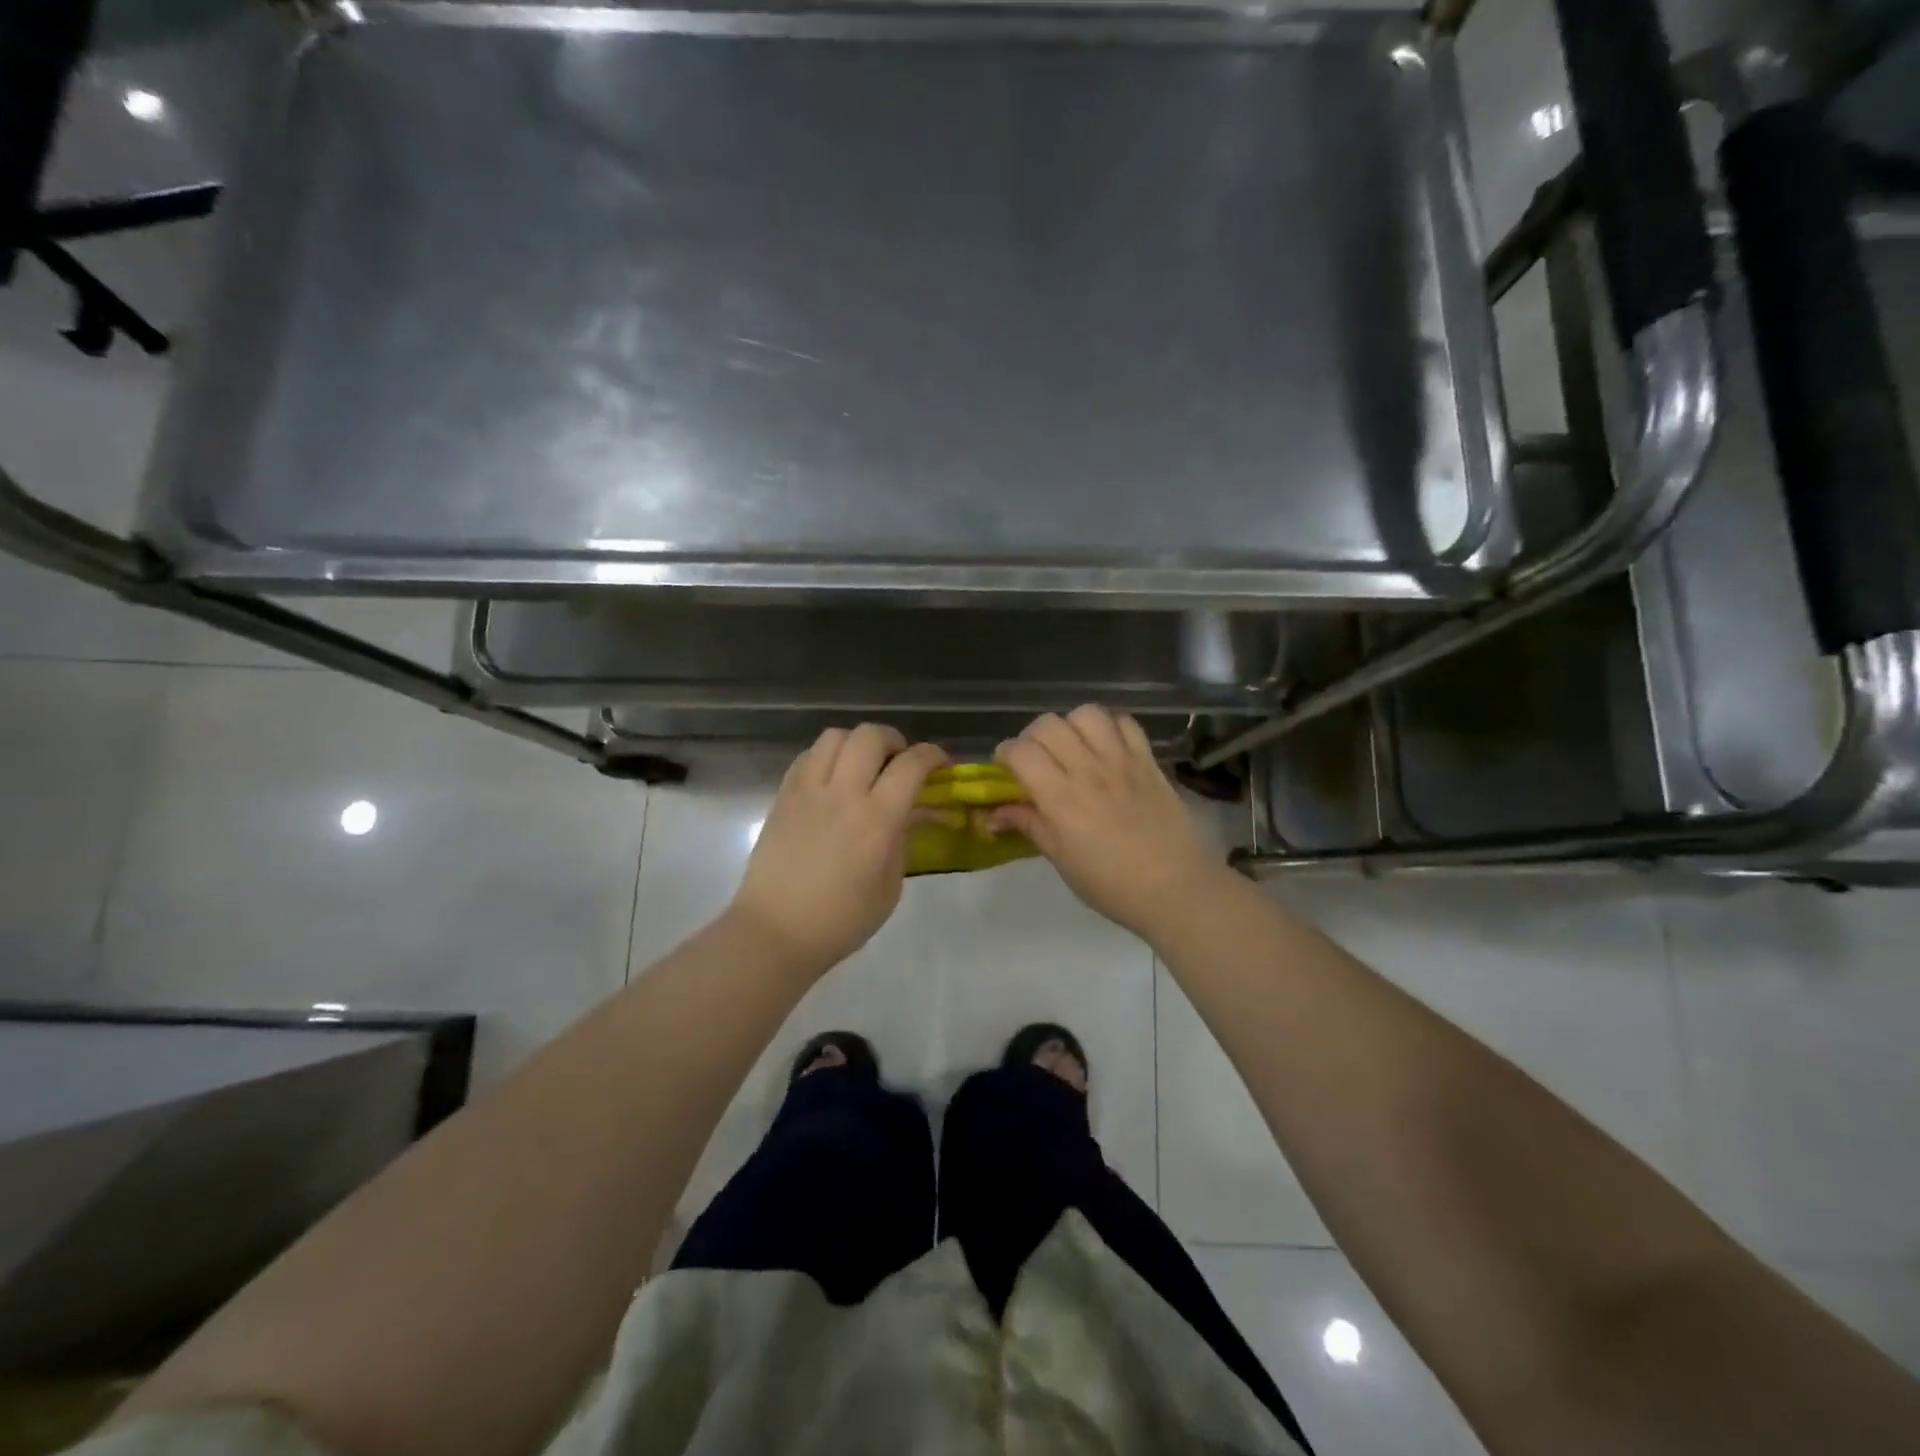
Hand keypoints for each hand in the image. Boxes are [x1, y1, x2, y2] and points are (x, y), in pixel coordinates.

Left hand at [728, 725, 947, 975]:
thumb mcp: (890, 887)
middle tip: (899, 763)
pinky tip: (832, 780)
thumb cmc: (841, 920)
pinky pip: (807, 756)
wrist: (776, 932)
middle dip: (894, 741)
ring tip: (863, 767)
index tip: (941, 764)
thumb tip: (912, 812)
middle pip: (871, 735)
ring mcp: (808, 791)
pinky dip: (827, 757)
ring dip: (857, 744)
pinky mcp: (783, 796)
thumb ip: (903, 841)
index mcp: (877, 819)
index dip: (933, 755)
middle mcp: (843, 793)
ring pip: (835, 736)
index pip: (911, 765)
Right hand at [992, 707, 1220, 940]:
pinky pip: (1125, 723)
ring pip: (1086, 714)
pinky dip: (1110, 727)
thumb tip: (991, 815)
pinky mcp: (1148, 760)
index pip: (1021, 751)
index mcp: (1060, 798)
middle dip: (1032, 737)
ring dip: (1071, 726)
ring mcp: (1121, 760)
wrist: (1175, 889)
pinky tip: (1106, 747)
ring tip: (1072, 748)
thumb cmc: (1111, 884)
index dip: (1004, 754)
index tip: (1005, 769)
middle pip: (1048, 724)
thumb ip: (1028, 825)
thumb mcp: (1061, 859)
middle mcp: (1088, 769)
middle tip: (1036, 760)